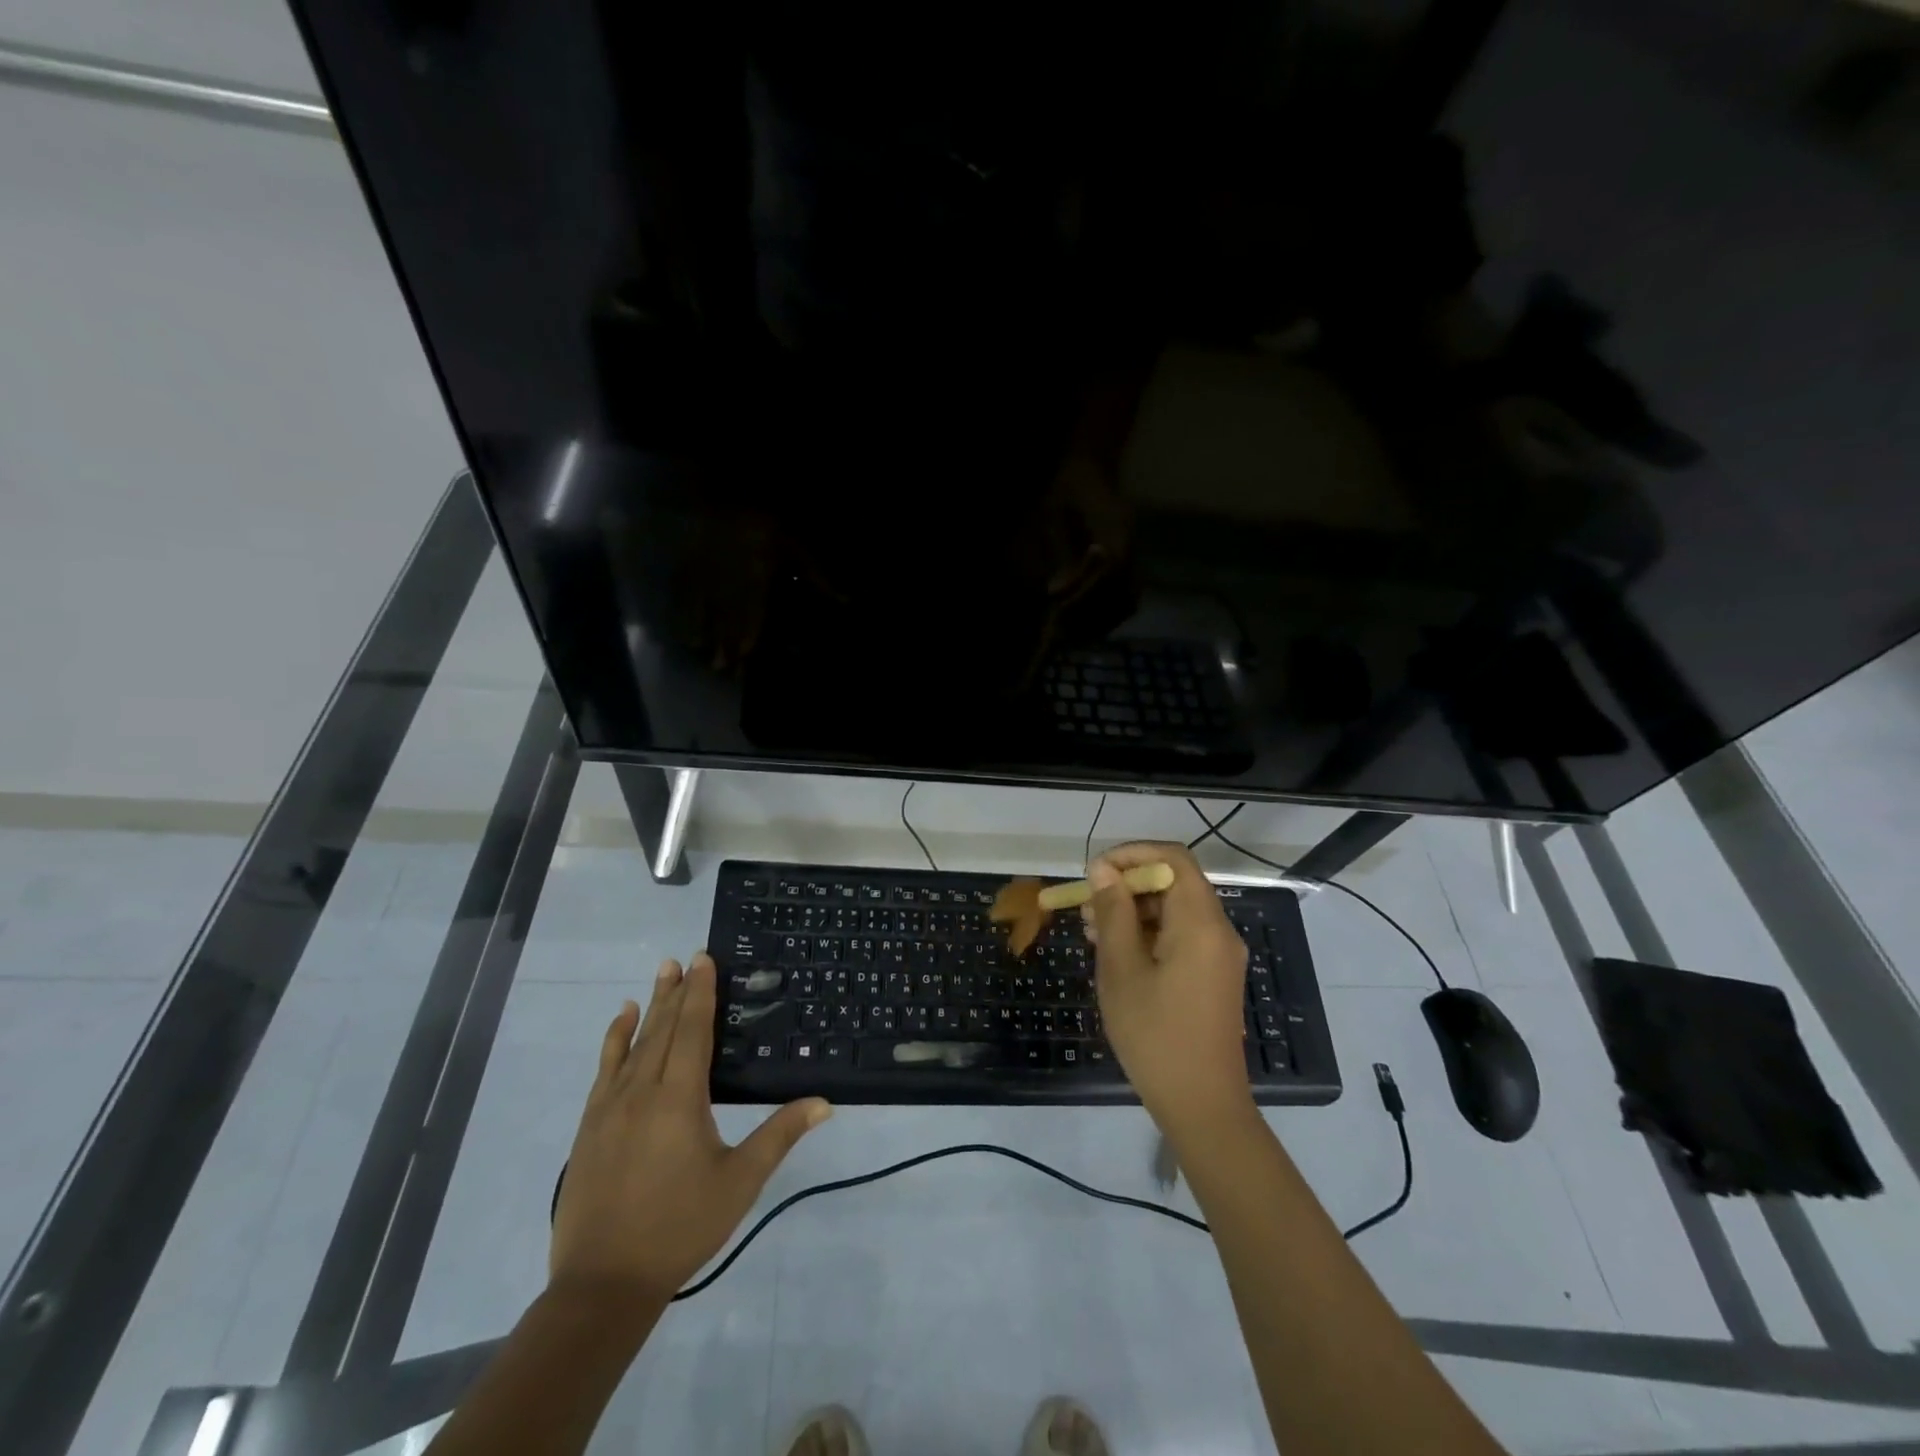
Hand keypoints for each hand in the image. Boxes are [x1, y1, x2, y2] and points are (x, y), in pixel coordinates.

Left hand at [550, 954, 831, 1306]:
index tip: (704, 959)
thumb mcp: (739, 1182)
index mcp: (680, 1098)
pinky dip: (614, 1039)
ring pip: (633, 1043)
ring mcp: (610, 1107)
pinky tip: (622, 1022)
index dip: (701, 992)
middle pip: (663, 1028)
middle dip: (677, 991)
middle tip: (685, 957)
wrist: (602, 1283)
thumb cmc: (680, 1227)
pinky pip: (604, 1068)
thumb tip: (824, 1102)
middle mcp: (642, 1090)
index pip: (693, 1030)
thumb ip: (780, 1135)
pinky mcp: (590, 1125)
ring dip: (650, 1006)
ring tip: (660, 974)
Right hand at [1083, 843, 1253, 1136]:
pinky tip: (1115, 952)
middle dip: (1127, 885)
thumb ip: (1113, 913)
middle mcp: (1218, 930)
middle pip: (1174, 883)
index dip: (1132, 854)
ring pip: (1174, 910)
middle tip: (1085, 905)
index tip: (1095, 872)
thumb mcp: (1121, 969)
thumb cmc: (1155, 1034)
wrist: (1202, 1105)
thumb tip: (1103, 870)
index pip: (1173, 858)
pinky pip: (1181, 935)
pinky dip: (1148, 933)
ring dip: (1133, 910)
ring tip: (1091, 929)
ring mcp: (1219, 954)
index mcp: (1200, 923)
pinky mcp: (1213, 975)